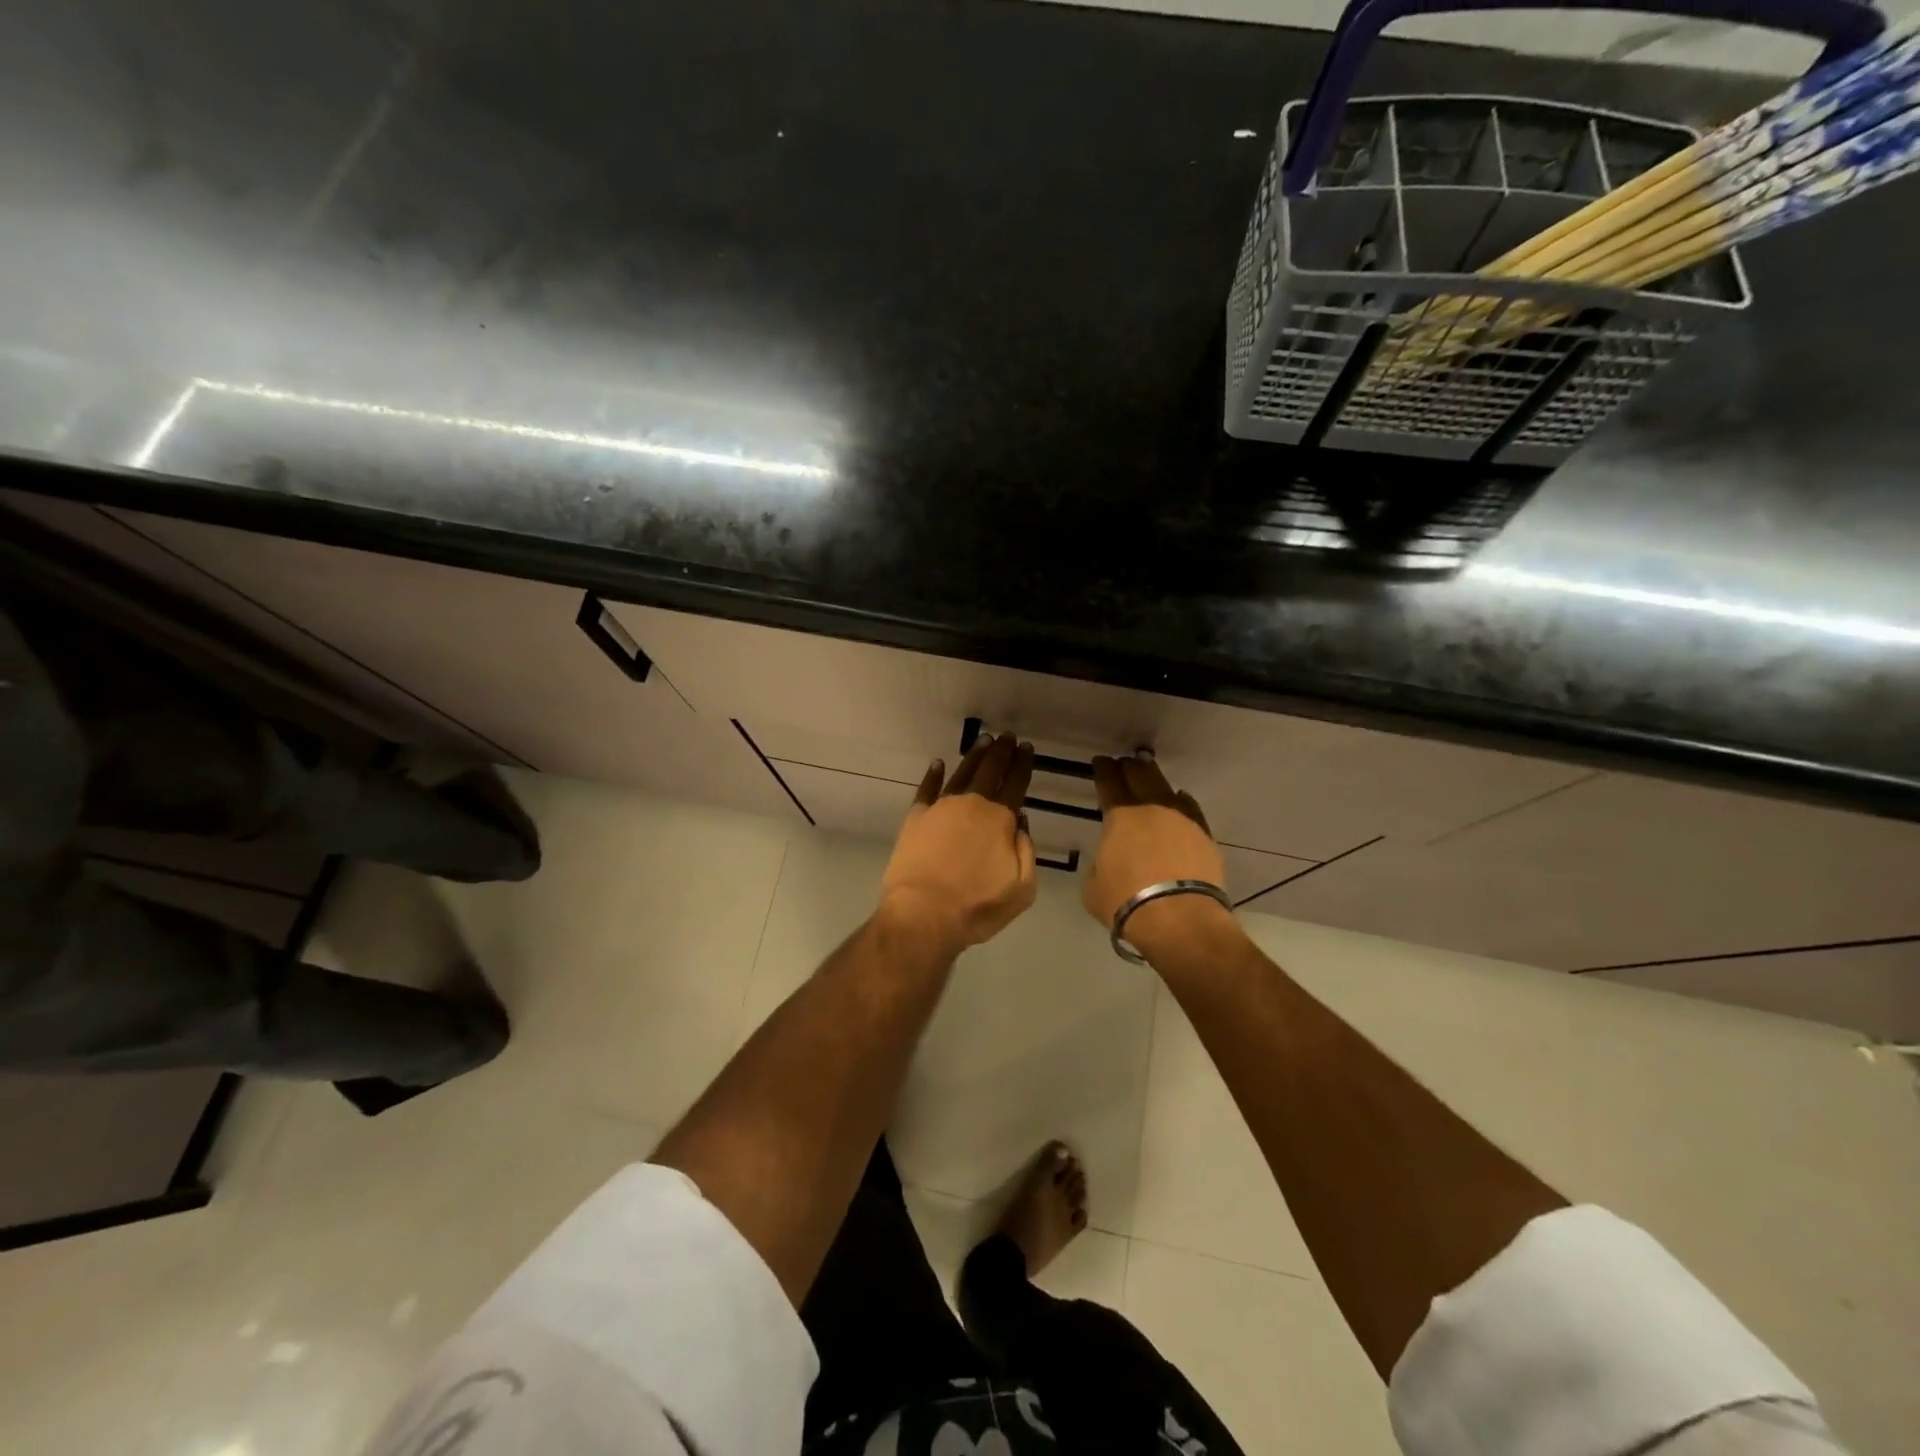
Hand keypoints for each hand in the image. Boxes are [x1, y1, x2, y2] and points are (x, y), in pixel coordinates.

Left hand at [880, 734, 1037, 954]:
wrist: (923, 914)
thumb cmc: (977, 907)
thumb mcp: (1021, 889)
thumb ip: (1027, 851)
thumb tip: (1021, 822)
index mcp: (1000, 819)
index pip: (1016, 784)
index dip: (1023, 765)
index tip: (1027, 748)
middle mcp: (972, 805)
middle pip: (990, 771)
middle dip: (1002, 752)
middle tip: (1008, 737)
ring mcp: (941, 808)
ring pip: (961, 773)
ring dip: (974, 756)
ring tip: (984, 741)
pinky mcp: (916, 818)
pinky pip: (927, 789)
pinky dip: (933, 774)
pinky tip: (938, 763)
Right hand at [1084, 754, 1237, 958]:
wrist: (1181, 920)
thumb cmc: (1127, 902)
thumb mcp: (1093, 886)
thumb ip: (1100, 864)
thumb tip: (1109, 861)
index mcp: (1120, 816)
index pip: (1109, 782)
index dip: (1103, 770)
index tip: (1100, 762)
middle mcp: (1153, 809)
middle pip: (1141, 775)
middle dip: (1130, 767)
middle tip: (1124, 764)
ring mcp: (1183, 820)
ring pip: (1168, 789)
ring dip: (1156, 781)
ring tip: (1150, 779)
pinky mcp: (1205, 837)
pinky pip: (1190, 810)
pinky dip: (1181, 803)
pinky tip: (1179, 803)